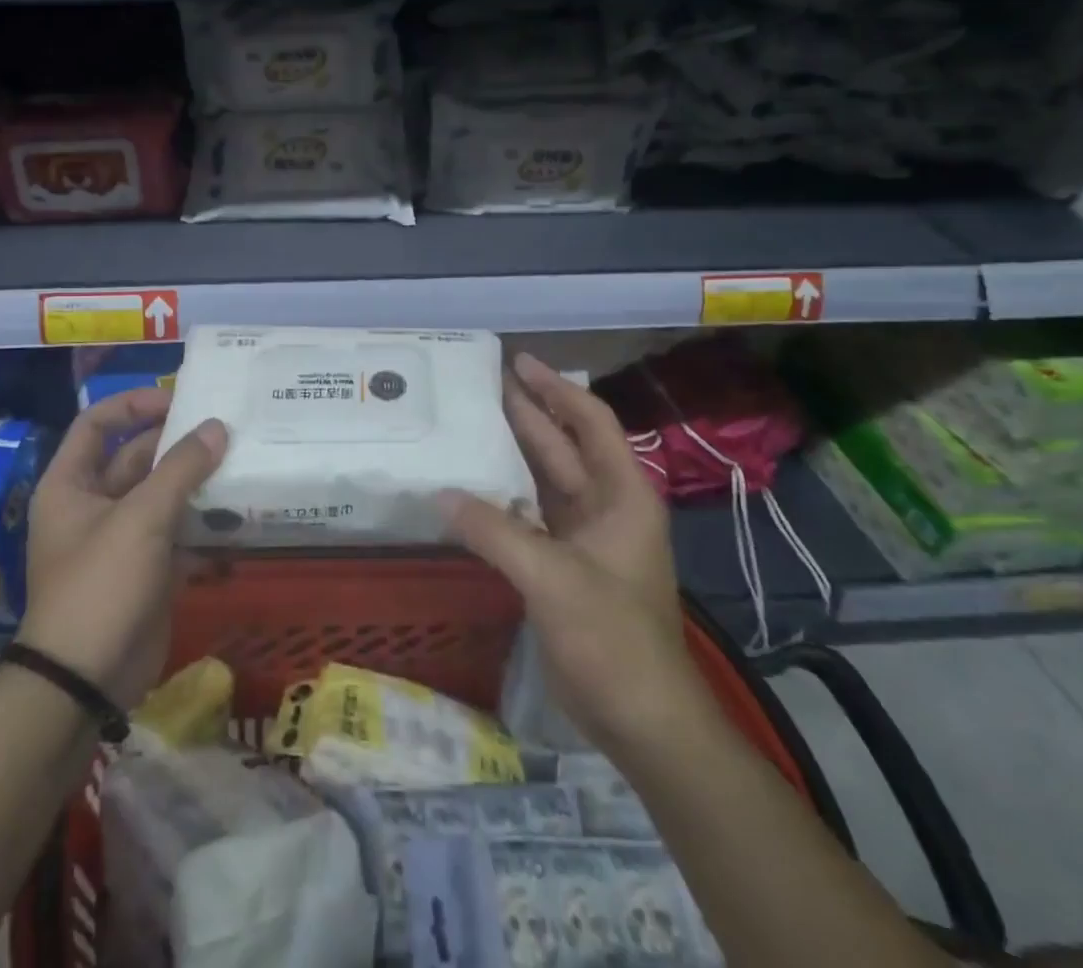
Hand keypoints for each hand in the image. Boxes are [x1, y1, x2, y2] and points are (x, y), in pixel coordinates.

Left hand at [17, 389, 227, 707]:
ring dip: (197, 484)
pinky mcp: (147, 571)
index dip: (133, 405)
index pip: (97, 423)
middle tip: (227, 431)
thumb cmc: (101, 583)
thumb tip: (217, 427)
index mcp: (72, 484)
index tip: (178, 401)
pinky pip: (178, 535)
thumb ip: (181, 468)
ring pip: (163, 497)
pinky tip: (241, 519)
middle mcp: (93, 505)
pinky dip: (204, 527)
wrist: (86, 681)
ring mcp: (122, 540)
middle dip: (178, 445)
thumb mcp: (141, 517)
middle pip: (136, 458)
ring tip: (242, 466)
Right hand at [441, 352, 706, 750]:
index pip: (590, 423)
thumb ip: (495, 531)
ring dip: (511, 452)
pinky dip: (501, 498)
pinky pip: (527, 516)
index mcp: (621, 496)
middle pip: (562, 446)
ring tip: (469, 422)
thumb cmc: (612, 637)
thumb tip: (441, 494)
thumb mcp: (553, 577)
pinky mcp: (561, 566)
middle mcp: (604, 507)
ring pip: (542, 480)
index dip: (556, 388)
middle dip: (527, 412)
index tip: (518, 362)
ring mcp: (583, 538)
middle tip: (481, 383)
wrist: (642, 720)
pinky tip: (469, 487)